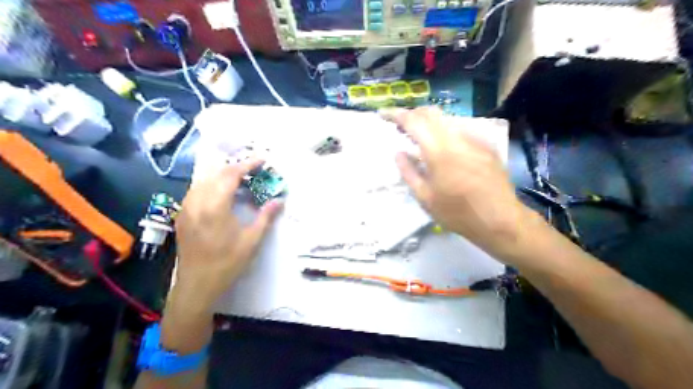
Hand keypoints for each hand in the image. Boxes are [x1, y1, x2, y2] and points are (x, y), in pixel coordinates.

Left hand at [172, 162, 281, 312]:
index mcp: (215, 207)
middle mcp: (197, 202)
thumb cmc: (227, 263)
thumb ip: (266, 217)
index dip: (247, 164)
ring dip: (222, 174)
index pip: (231, 175)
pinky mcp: (182, 215)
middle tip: (254, 170)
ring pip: (204, 179)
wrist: (197, 285)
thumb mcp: (252, 241)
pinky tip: (222, 193)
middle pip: (216, 173)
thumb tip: (280, 200)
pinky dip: (211, 184)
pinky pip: (196, 190)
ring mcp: (186, 208)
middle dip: (236, 167)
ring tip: (240, 179)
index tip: (262, 160)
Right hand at [382, 108, 536, 255]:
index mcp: (439, 151)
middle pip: (431, 113)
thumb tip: (399, 153)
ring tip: (420, 137)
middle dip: (413, 114)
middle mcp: (458, 138)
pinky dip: (445, 131)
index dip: (397, 115)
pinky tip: (444, 147)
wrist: (501, 221)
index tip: (384, 114)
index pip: (414, 122)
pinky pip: (461, 129)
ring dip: (429, 122)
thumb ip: (409, 172)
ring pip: (447, 119)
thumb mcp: (426, 198)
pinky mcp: (486, 145)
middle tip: (401, 126)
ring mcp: (475, 139)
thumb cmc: (458, 214)